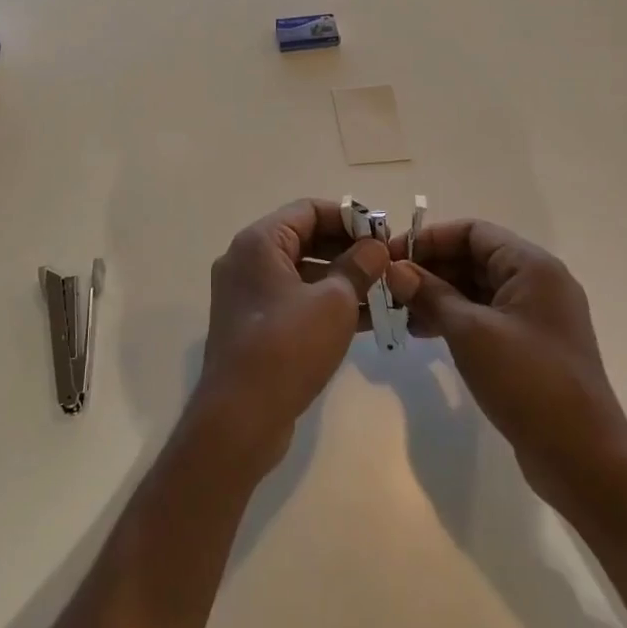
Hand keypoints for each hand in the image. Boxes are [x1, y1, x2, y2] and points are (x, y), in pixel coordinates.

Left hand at [189, 199, 389, 475]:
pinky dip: (325, 303)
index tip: (383, 235)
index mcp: (259, 242)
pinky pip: (294, 300)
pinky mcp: (253, 325)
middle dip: (348, 249)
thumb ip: (358, 267)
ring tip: (384, 293)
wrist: (239, 418)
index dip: (349, 218)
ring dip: (341, 279)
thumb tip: (375, 248)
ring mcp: (246, 294)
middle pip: (304, 238)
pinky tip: (365, 320)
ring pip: (302, 272)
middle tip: (387, 265)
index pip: (308, 209)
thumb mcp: (334, 302)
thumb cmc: (287, 347)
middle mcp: (247, 260)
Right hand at [385, 220, 626, 518]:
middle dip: (430, 268)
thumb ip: (430, 294)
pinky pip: (484, 317)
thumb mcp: (470, 332)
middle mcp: (537, 283)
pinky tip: (422, 332)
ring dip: (437, 294)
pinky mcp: (529, 347)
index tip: (392, 255)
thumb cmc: (528, 381)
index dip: (430, 238)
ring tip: (398, 310)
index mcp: (532, 267)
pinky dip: (454, 318)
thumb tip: (394, 269)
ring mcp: (535, 317)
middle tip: (389, 284)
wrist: (583, 459)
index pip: (473, 232)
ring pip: (476, 289)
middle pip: (474, 258)